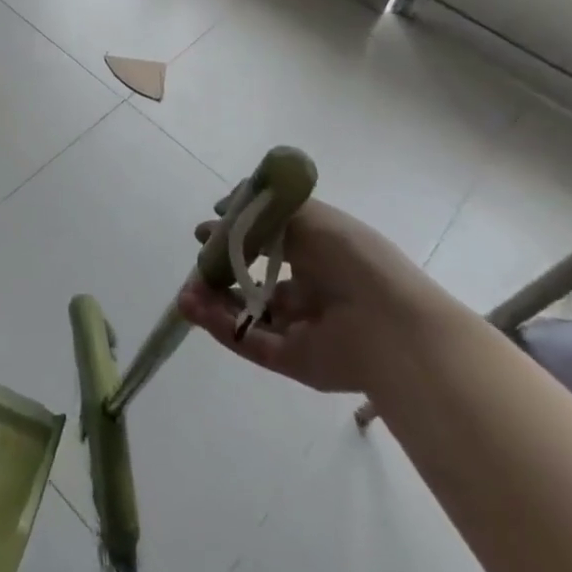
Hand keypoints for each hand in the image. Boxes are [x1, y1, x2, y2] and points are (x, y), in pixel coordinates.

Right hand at [176, 199, 444, 392]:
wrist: (386, 320)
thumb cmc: (347, 254)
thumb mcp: (303, 214)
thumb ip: (259, 211)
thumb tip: (222, 209)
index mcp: (319, 252)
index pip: (270, 242)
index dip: (238, 236)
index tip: (205, 230)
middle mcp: (311, 289)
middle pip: (256, 281)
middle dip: (221, 271)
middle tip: (195, 264)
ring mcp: (302, 328)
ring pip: (248, 314)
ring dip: (213, 301)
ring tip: (185, 293)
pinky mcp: (293, 361)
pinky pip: (250, 342)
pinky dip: (219, 326)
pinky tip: (192, 309)